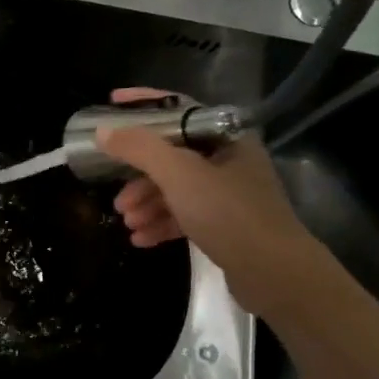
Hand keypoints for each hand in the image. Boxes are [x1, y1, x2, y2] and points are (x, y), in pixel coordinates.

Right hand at [97, 88, 318, 317]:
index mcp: (226, 137)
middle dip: (139, 176)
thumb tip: (104, 131)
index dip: (142, 105)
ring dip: (147, 203)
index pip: (178, 109)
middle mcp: (230, 160)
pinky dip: (162, 223)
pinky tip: (141, 239)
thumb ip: (139, 149)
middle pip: (172, 156)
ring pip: (177, 189)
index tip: (110, 106)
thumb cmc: (228, 213)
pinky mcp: (227, 226)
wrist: (275, 273)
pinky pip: (186, 215)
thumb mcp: (178, 175)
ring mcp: (230, 195)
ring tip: (127, 222)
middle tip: (117, 196)